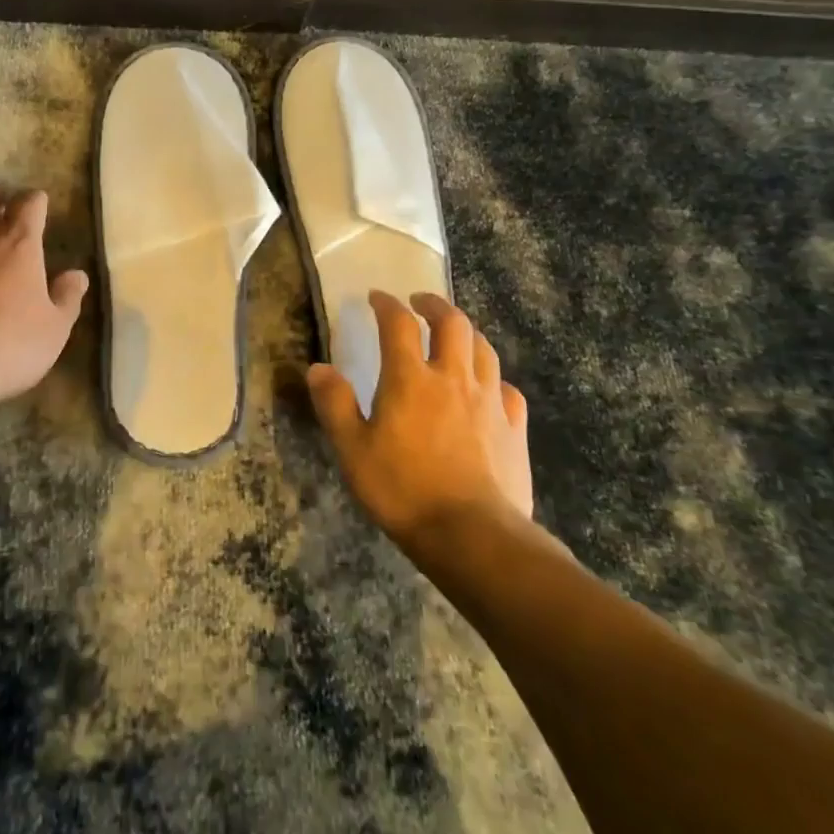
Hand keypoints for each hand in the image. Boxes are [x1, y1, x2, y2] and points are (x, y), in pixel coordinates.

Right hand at [307, 291, 532, 542]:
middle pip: (452, 323)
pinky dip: (494, 379)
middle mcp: (453, 378)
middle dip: (435, 305)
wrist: (473, 536)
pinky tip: (488, 389)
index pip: (398, 324)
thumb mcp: (352, 450)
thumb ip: (334, 404)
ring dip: (466, 333)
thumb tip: (319, 368)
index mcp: (410, 378)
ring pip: (483, 349)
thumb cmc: (403, 490)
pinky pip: (507, 389)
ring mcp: (489, 401)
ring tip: (454, 336)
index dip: (386, 304)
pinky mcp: (515, 428)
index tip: (376, 297)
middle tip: (420, 303)